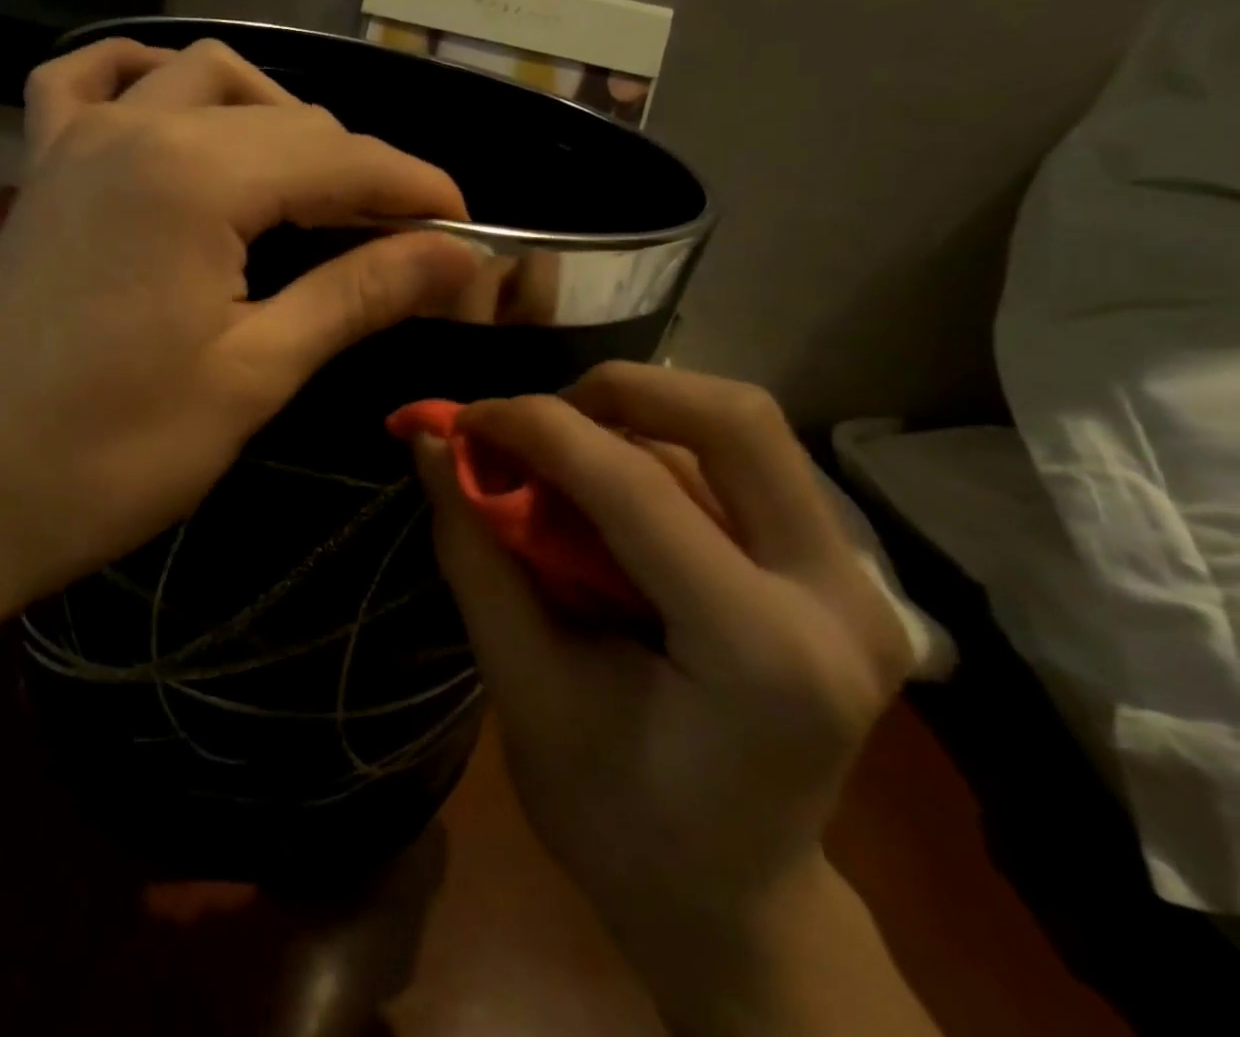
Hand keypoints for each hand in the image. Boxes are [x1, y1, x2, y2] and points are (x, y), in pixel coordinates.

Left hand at [0, 37, 479, 661]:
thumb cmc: (113, 454)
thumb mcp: (253, 375)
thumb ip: (357, 295)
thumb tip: (458, 255)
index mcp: (195, 178)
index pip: (341, 157)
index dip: (415, 188)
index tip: (467, 230)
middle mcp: (136, 129)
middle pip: (283, 117)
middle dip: (355, 167)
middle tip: (396, 238)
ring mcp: (76, 140)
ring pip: (199, 77)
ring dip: (269, 113)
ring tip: (304, 181)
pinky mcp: (41, 169)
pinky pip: (87, 81)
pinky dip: (145, 78)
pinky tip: (174, 109)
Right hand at [412, 363, 911, 943]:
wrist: (733, 902)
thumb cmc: (614, 817)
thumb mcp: (522, 688)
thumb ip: (476, 554)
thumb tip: (431, 445)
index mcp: (762, 654)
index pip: (638, 487)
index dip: (536, 429)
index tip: (462, 418)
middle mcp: (841, 600)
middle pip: (735, 419)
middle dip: (615, 391)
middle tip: (534, 423)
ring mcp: (861, 584)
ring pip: (741, 432)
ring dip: (634, 420)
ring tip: (559, 462)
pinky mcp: (846, 576)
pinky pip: (745, 467)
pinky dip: (661, 451)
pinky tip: (609, 495)